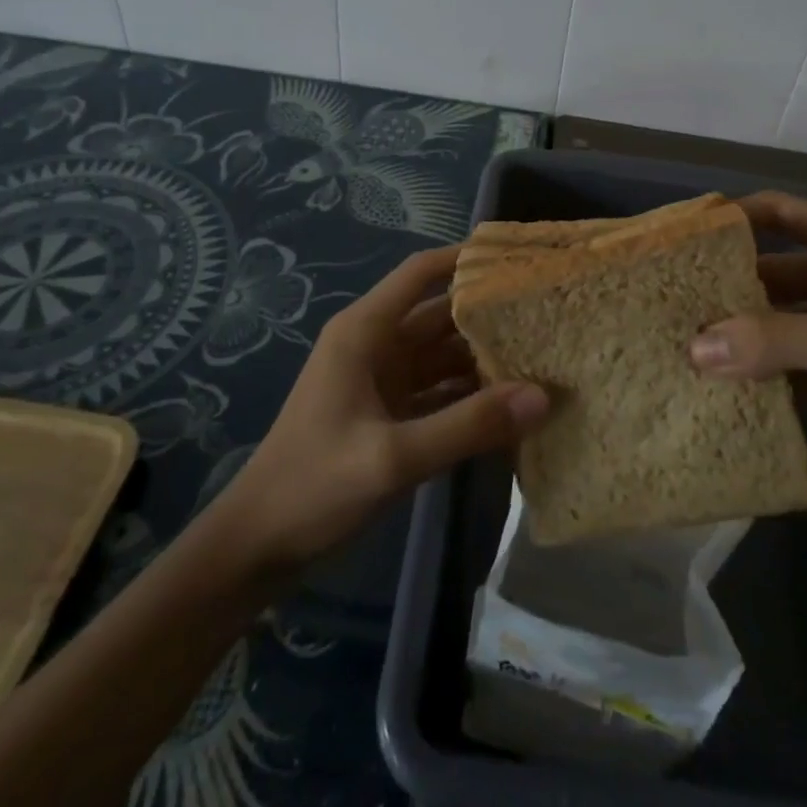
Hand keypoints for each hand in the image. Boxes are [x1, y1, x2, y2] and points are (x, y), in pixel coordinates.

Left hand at [225, 246, 548, 566]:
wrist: (257, 548)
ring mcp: (383, 381)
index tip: (516, 258)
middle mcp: (376, 346)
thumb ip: (468, 425)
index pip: (421, 273)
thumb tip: (542, 396)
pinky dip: (471, 396)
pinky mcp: (390, 415)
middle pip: (441, 315)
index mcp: (365, 332)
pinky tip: (513, 405)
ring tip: (544, 355)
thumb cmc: (314, 486)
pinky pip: (440, 392)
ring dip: (485, 358)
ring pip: (444, 355)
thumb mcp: (393, 457)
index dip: (465, 258)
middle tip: (548, 314)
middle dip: (489, 314)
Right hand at [692, 192, 806, 485]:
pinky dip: (782, 372)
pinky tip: (741, 391)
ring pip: (795, 319)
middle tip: (678, 308)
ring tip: (697, 352)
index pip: (782, 212)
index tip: (683, 238)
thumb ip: (778, 341)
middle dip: (735, 288)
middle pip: (782, 270)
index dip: (734, 218)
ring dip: (755, 334)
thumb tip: (694, 348)